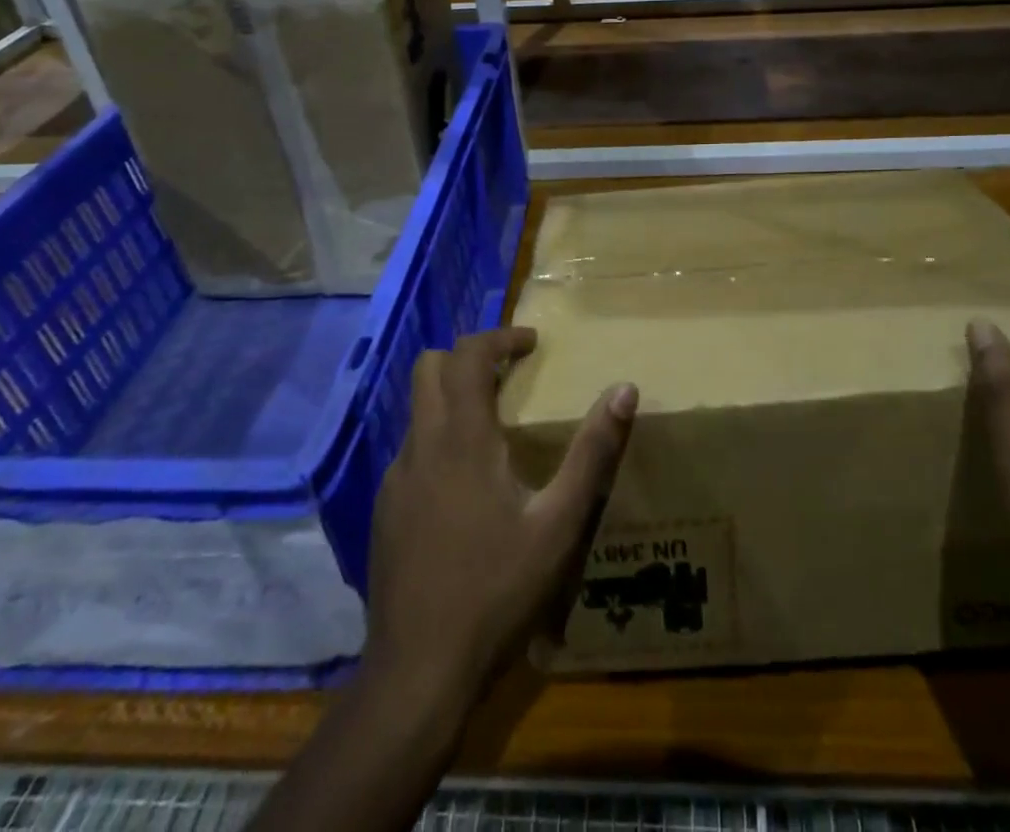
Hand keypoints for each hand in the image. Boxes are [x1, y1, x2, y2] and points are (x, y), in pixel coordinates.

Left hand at [363, 327, 637, 715]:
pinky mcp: (385, 510)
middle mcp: (421, 445)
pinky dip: (439, 438)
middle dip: (470, 356)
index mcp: (463, 438)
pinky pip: (412, 450)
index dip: (500, 337)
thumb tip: (624, 389)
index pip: (468, 354)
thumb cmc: (497, 591)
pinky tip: (466, 485)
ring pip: (418, 409)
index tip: (532, 344)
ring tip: (495, 426)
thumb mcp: (560, 523)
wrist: (418, 673)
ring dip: (453, 397)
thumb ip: (593, 452)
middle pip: (430, 367)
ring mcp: (396, 479)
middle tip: (511, 374)